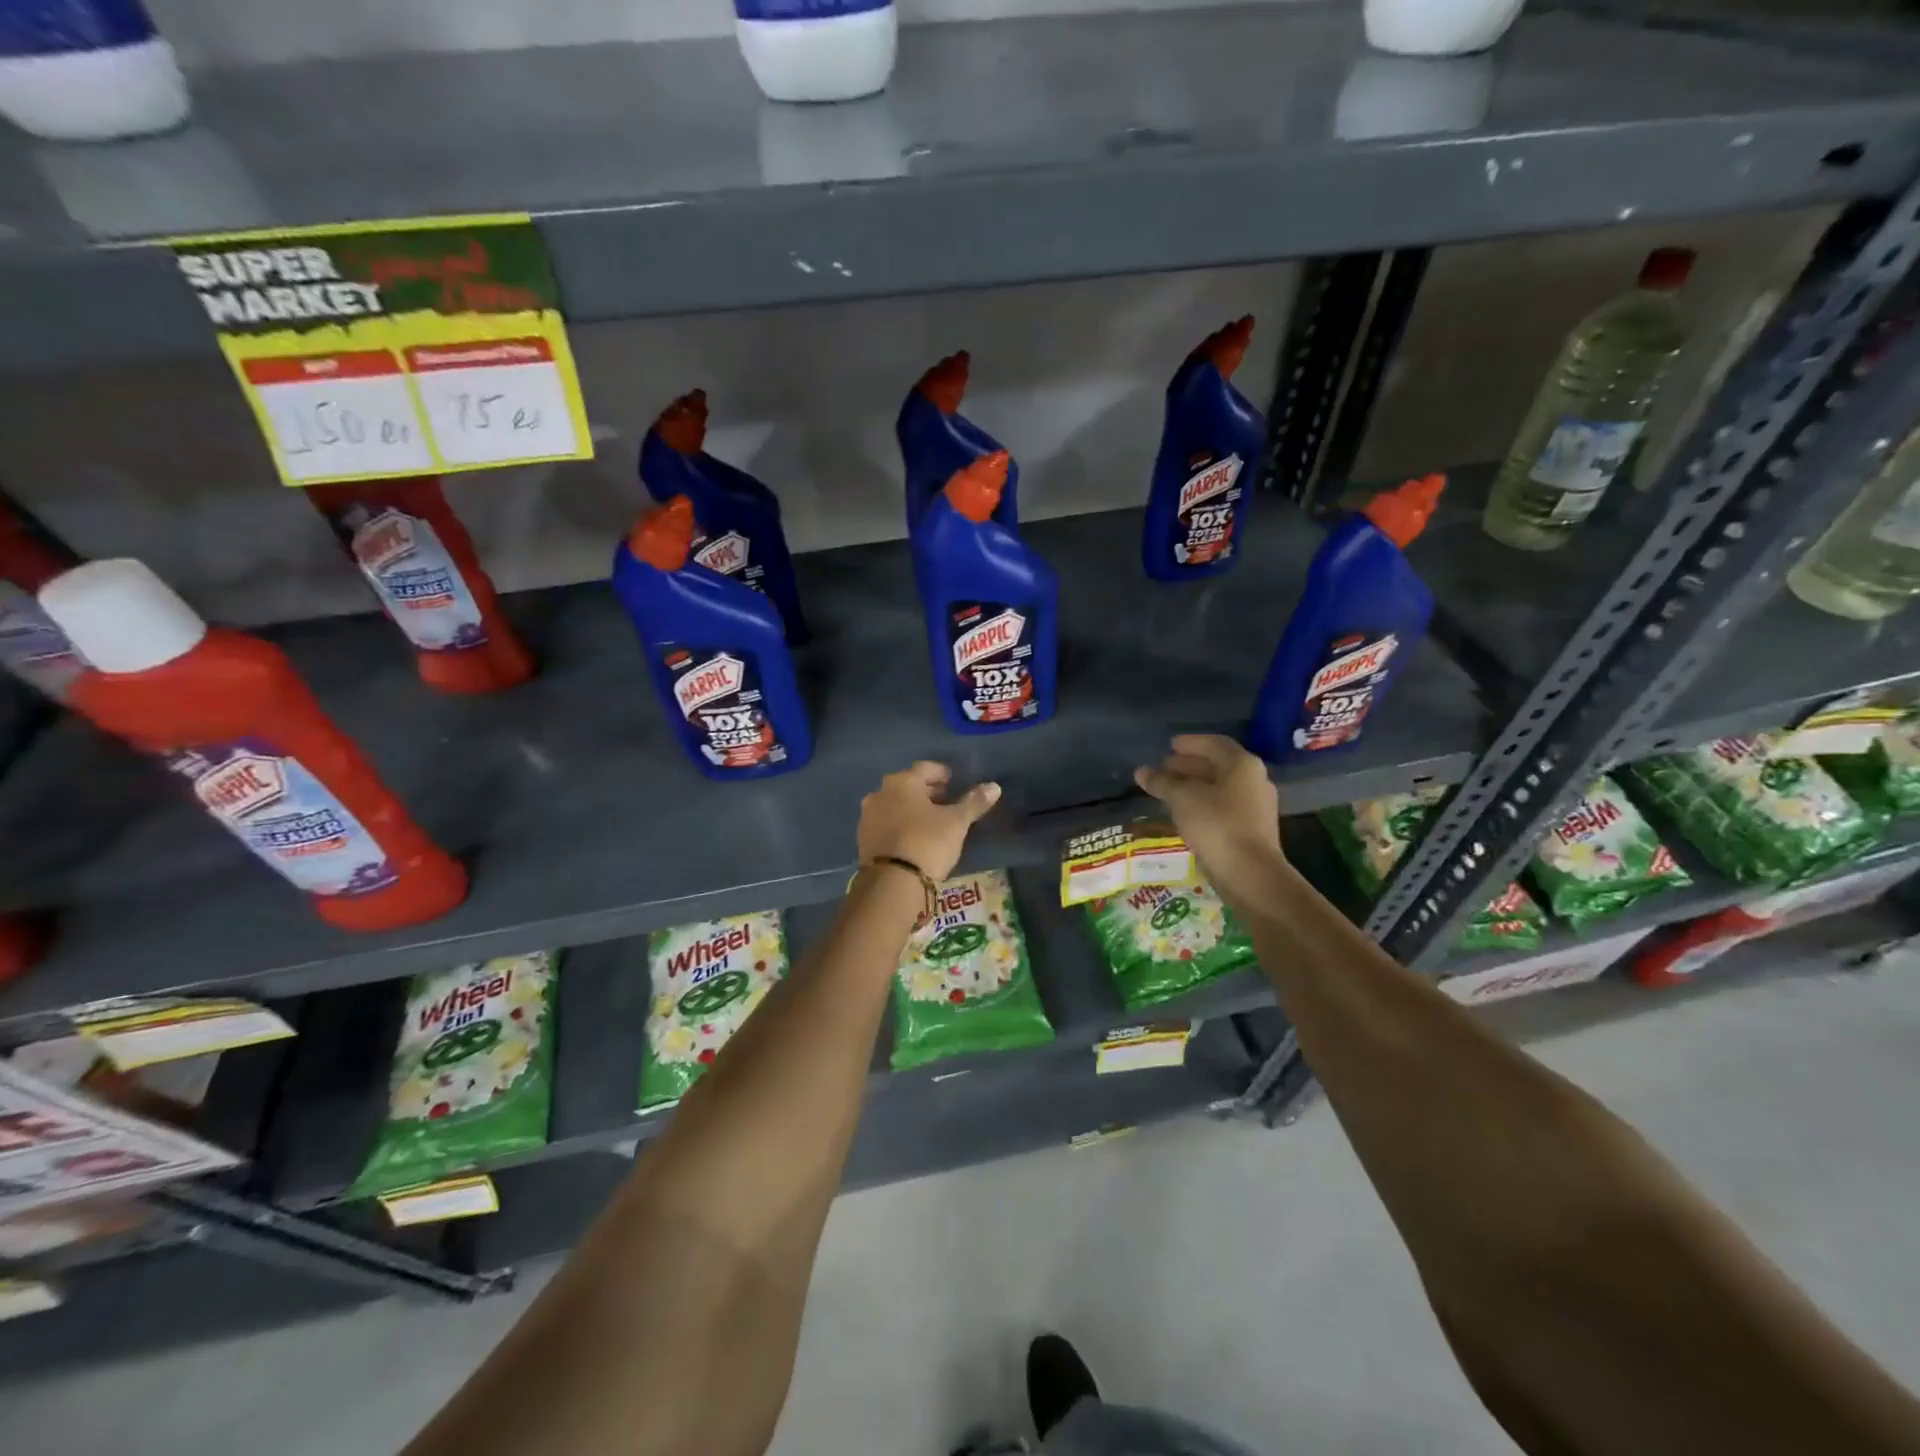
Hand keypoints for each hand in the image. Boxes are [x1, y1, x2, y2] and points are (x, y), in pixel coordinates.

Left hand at [858, 762, 1000, 883]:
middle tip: (946, 801)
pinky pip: (887, 823)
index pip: (925, 768)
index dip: (942, 774)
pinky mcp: (863, 839)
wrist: (892, 883)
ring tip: (932, 821)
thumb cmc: (927, 843)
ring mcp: (868, 816)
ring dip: (912, 808)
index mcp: (902, 782)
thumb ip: (974, 803)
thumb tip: (994, 786)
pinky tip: (914, 837)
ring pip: (895, 804)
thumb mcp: (956, 823)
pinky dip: (901, 824)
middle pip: (908, 785)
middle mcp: (880, 793)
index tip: (954, 782)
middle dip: (927, 791)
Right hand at [1135, 735, 1286, 901]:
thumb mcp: (1182, 799)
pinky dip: (1203, 803)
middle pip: (1218, 765)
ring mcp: (1256, 806)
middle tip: (1164, 768)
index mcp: (1242, 765)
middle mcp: (1254, 780)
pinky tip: (1185, 812)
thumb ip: (1162, 782)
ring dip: (1195, 785)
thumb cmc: (1217, 826)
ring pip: (1221, 787)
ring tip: (1169, 790)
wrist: (1250, 874)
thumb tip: (1141, 771)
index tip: (1169, 745)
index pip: (1214, 743)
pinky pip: (1224, 806)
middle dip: (1189, 765)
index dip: (1190, 743)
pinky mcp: (1253, 828)